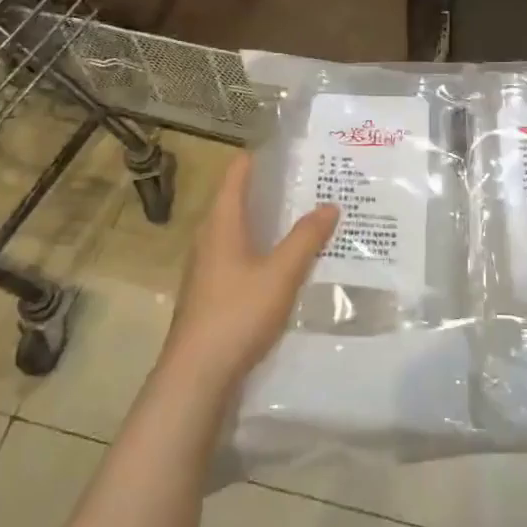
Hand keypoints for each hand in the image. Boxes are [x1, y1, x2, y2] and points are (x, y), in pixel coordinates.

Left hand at [161, 154, 338, 393]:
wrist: (196, 376)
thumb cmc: (237, 314)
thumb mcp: (281, 274)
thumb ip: (306, 238)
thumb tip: (330, 204)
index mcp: (221, 223)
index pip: (236, 172)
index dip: (260, 157)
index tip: (292, 150)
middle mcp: (208, 238)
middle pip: (238, 200)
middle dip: (272, 190)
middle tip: (311, 183)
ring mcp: (206, 267)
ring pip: (239, 230)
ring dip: (268, 222)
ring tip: (305, 219)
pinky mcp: (210, 293)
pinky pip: (239, 256)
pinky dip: (262, 249)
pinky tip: (285, 263)